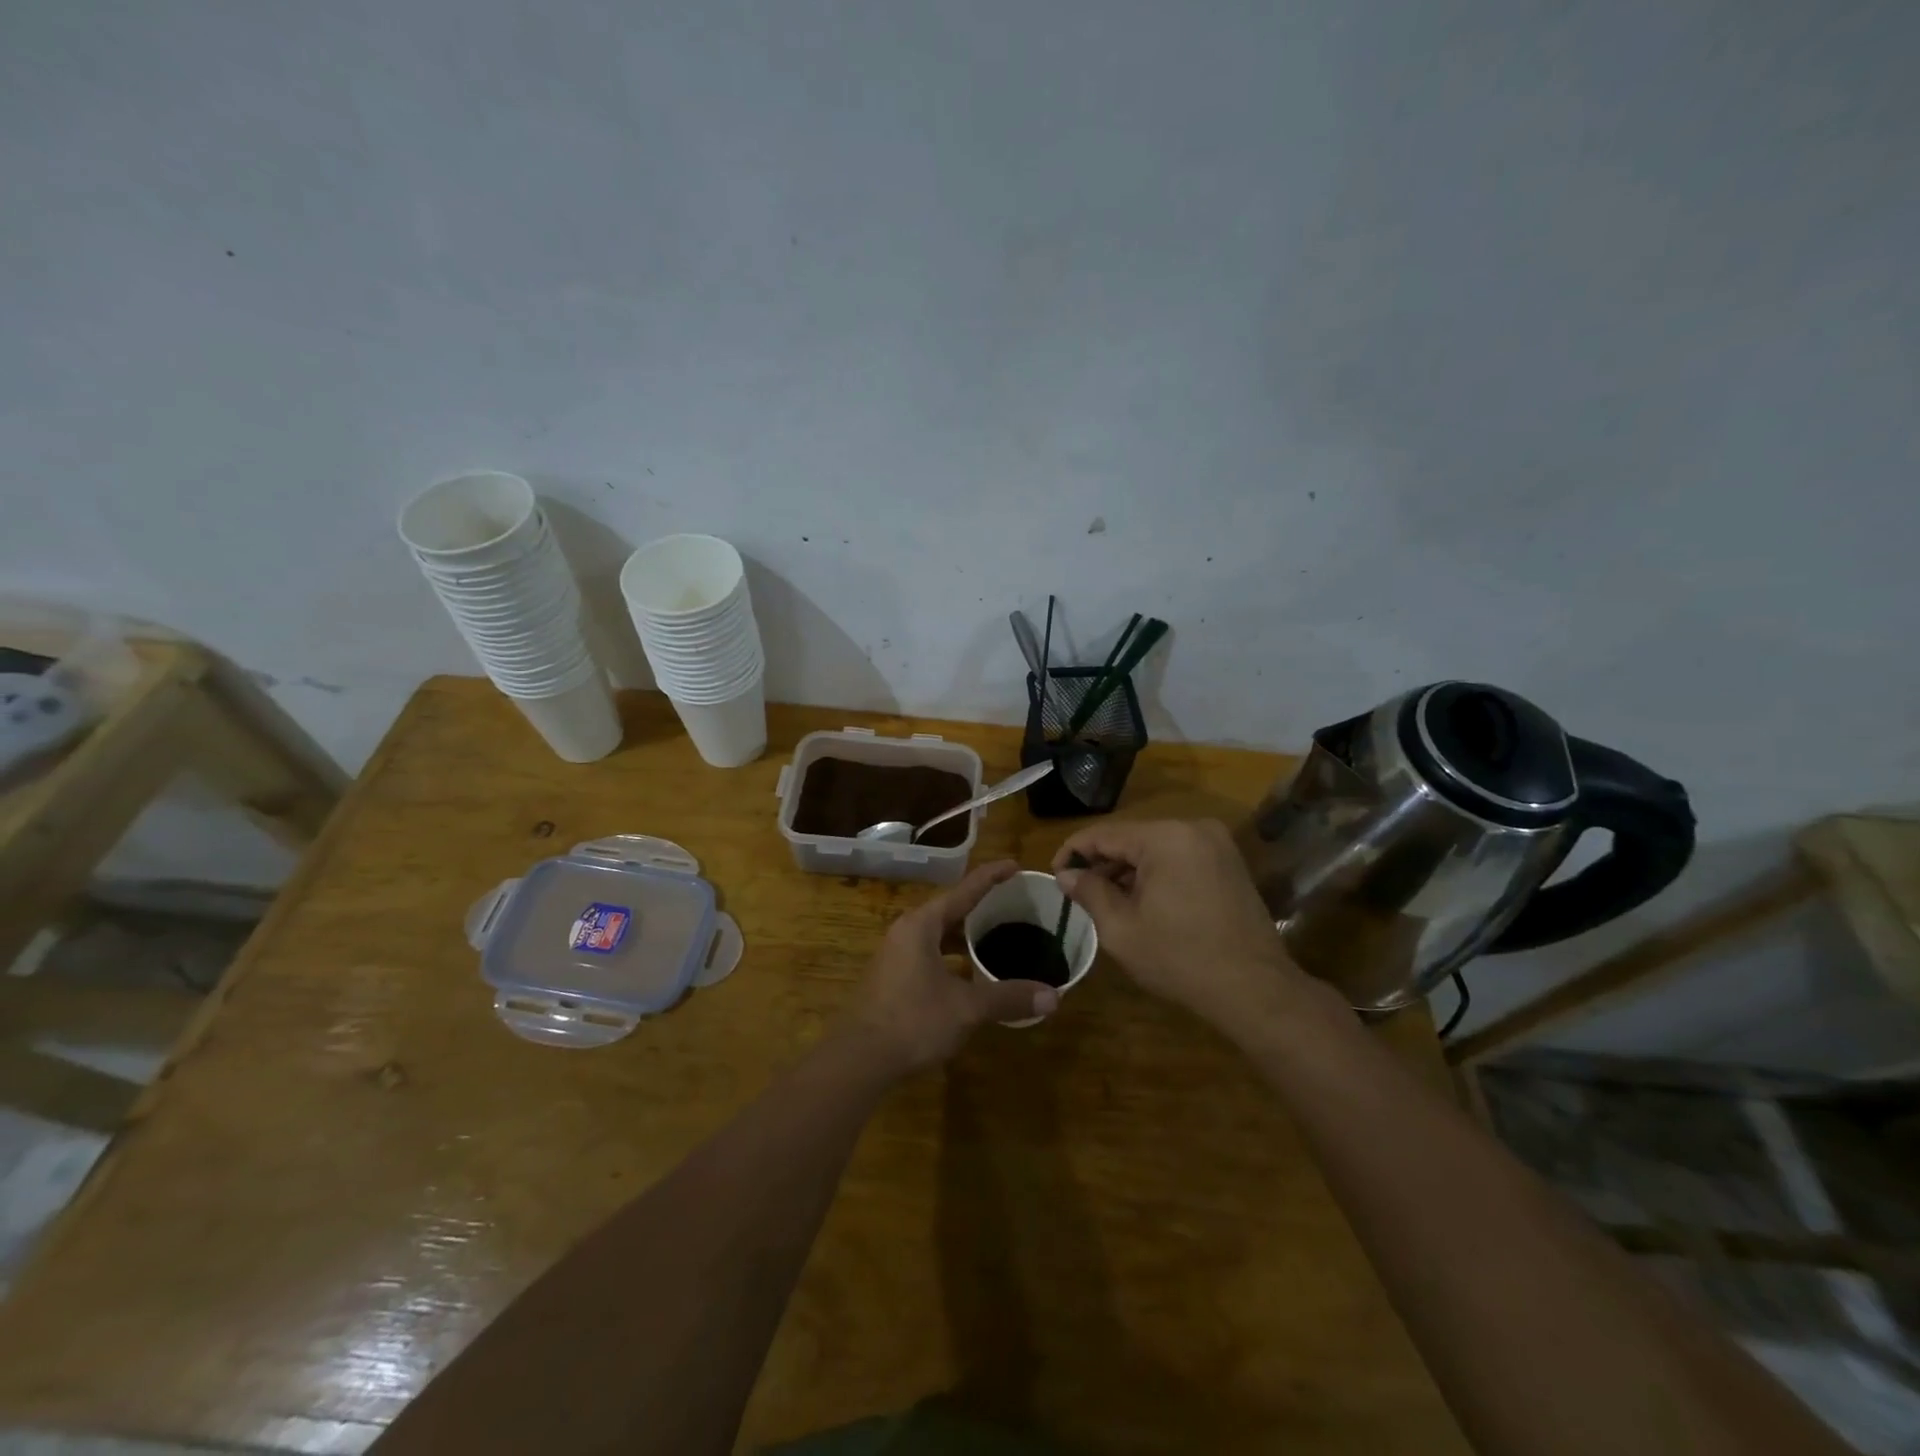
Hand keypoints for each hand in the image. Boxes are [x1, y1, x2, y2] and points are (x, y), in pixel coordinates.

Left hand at [847, 860, 1059, 1075]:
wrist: (860, 1058)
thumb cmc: (913, 1021)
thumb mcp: (967, 1008)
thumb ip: (1008, 997)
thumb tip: (1054, 997)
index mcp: (922, 925)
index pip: (963, 891)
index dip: (991, 877)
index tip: (1014, 865)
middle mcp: (906, 932)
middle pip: (949, 910)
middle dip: (980, 906)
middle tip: (1011, 903)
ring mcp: (895, 955)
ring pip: (937, 934)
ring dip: (964, 934)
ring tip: (994, 935)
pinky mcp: (892, 978)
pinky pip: (929, 953)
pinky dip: (952, 955)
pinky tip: (969, 973)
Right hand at [1053, 819, 1307, 1031]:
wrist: (1255, 989)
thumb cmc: (1181, 958)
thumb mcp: (1121, 929)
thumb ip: (1090, 893)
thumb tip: (1066, 875)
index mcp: (1165, 837)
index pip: (1104, 834)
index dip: (1073, 853)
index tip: (1054, 876)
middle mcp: (1193, 828)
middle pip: (1131, 838)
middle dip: (1102, 864)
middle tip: (1078, 894)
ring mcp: (1216, 843)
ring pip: (1155, 848)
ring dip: (1129, 870)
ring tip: (1108, 902)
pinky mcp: (1229, 862)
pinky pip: (1179, 858)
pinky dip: (1157, 874)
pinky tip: (1144, 903)